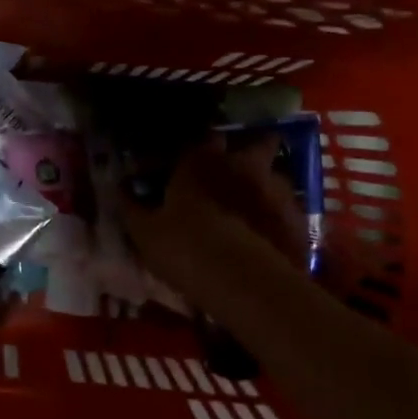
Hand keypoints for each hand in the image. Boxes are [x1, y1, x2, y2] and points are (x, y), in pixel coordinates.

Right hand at [122, 139, 308, 314]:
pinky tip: (271, 236)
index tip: (195, 158)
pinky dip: (280, 218)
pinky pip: (290, 211)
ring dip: (266, 186)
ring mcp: (277, 191)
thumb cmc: (185, 247)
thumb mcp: (145, 231)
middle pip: (259, 142)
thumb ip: (131, 205)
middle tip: (240, 169)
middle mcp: (244, 165)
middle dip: (251, 150)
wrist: (243, 284)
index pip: (206, 134)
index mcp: (204, 161)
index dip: (202, 145)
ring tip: (256, 207)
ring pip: (276, 176)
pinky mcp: (299, 221)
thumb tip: (118, 187)